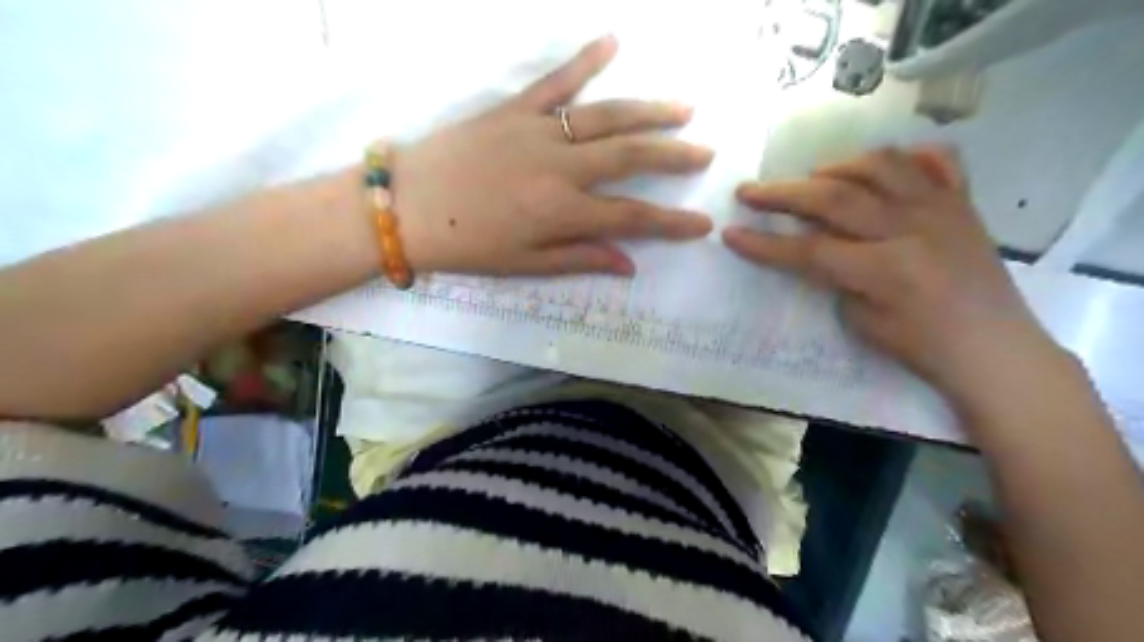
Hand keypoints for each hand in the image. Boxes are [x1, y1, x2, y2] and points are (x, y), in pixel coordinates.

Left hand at [394, 34, 712, 274]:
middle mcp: (560, 167)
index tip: (701, 224)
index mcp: (562, 211)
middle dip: (673, 156)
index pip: (632, 217)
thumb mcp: (526, 265)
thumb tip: (629, 265)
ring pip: (606, 115)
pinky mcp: (514, 109)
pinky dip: (585, 59)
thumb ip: (581, 259)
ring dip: (649, 111)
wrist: (407, 207)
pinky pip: (556, 81)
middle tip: (705, 153)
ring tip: (683, 109)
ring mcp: (538, 131)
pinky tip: (613, 41)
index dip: (671, 223)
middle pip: (630, 157)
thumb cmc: (467, 245)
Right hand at [722, 148, 1063, 409]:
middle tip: (749, 190)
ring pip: (880, 164)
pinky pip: (935, 160)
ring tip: (811, 178)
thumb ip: (836, 279)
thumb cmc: (923, 347)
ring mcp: (940, 208)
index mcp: (884, 269)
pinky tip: (877, 168)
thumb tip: (816, 249)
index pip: (808, 249)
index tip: (730, 233)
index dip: (764, 243)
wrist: (995, 348)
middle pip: (834, 197)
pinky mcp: (962, 203)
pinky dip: (903, 155)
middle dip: (783, 193)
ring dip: (836, 166)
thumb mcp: (863, 323)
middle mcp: (911, 228)